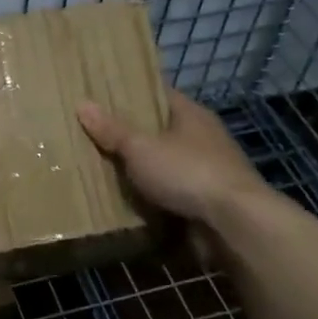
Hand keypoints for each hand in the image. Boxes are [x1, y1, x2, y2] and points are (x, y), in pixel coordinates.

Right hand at [77, 89, 270, 226]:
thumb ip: (113, 130)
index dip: (131, 93)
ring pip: (165, 164)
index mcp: (191, 114)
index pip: (158, 94)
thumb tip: (82, 104)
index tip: (101, 96)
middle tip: (93, 134)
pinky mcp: (207, 202)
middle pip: (160, 130)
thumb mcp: (141, 148)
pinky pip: (172, 194)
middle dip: (131, 134)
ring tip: (102, 169)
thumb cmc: (188, 172)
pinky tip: (126, 201)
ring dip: (142, 170)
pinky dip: (153, 198)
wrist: (235, 225)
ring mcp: (207, 171)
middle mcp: (203, 138)